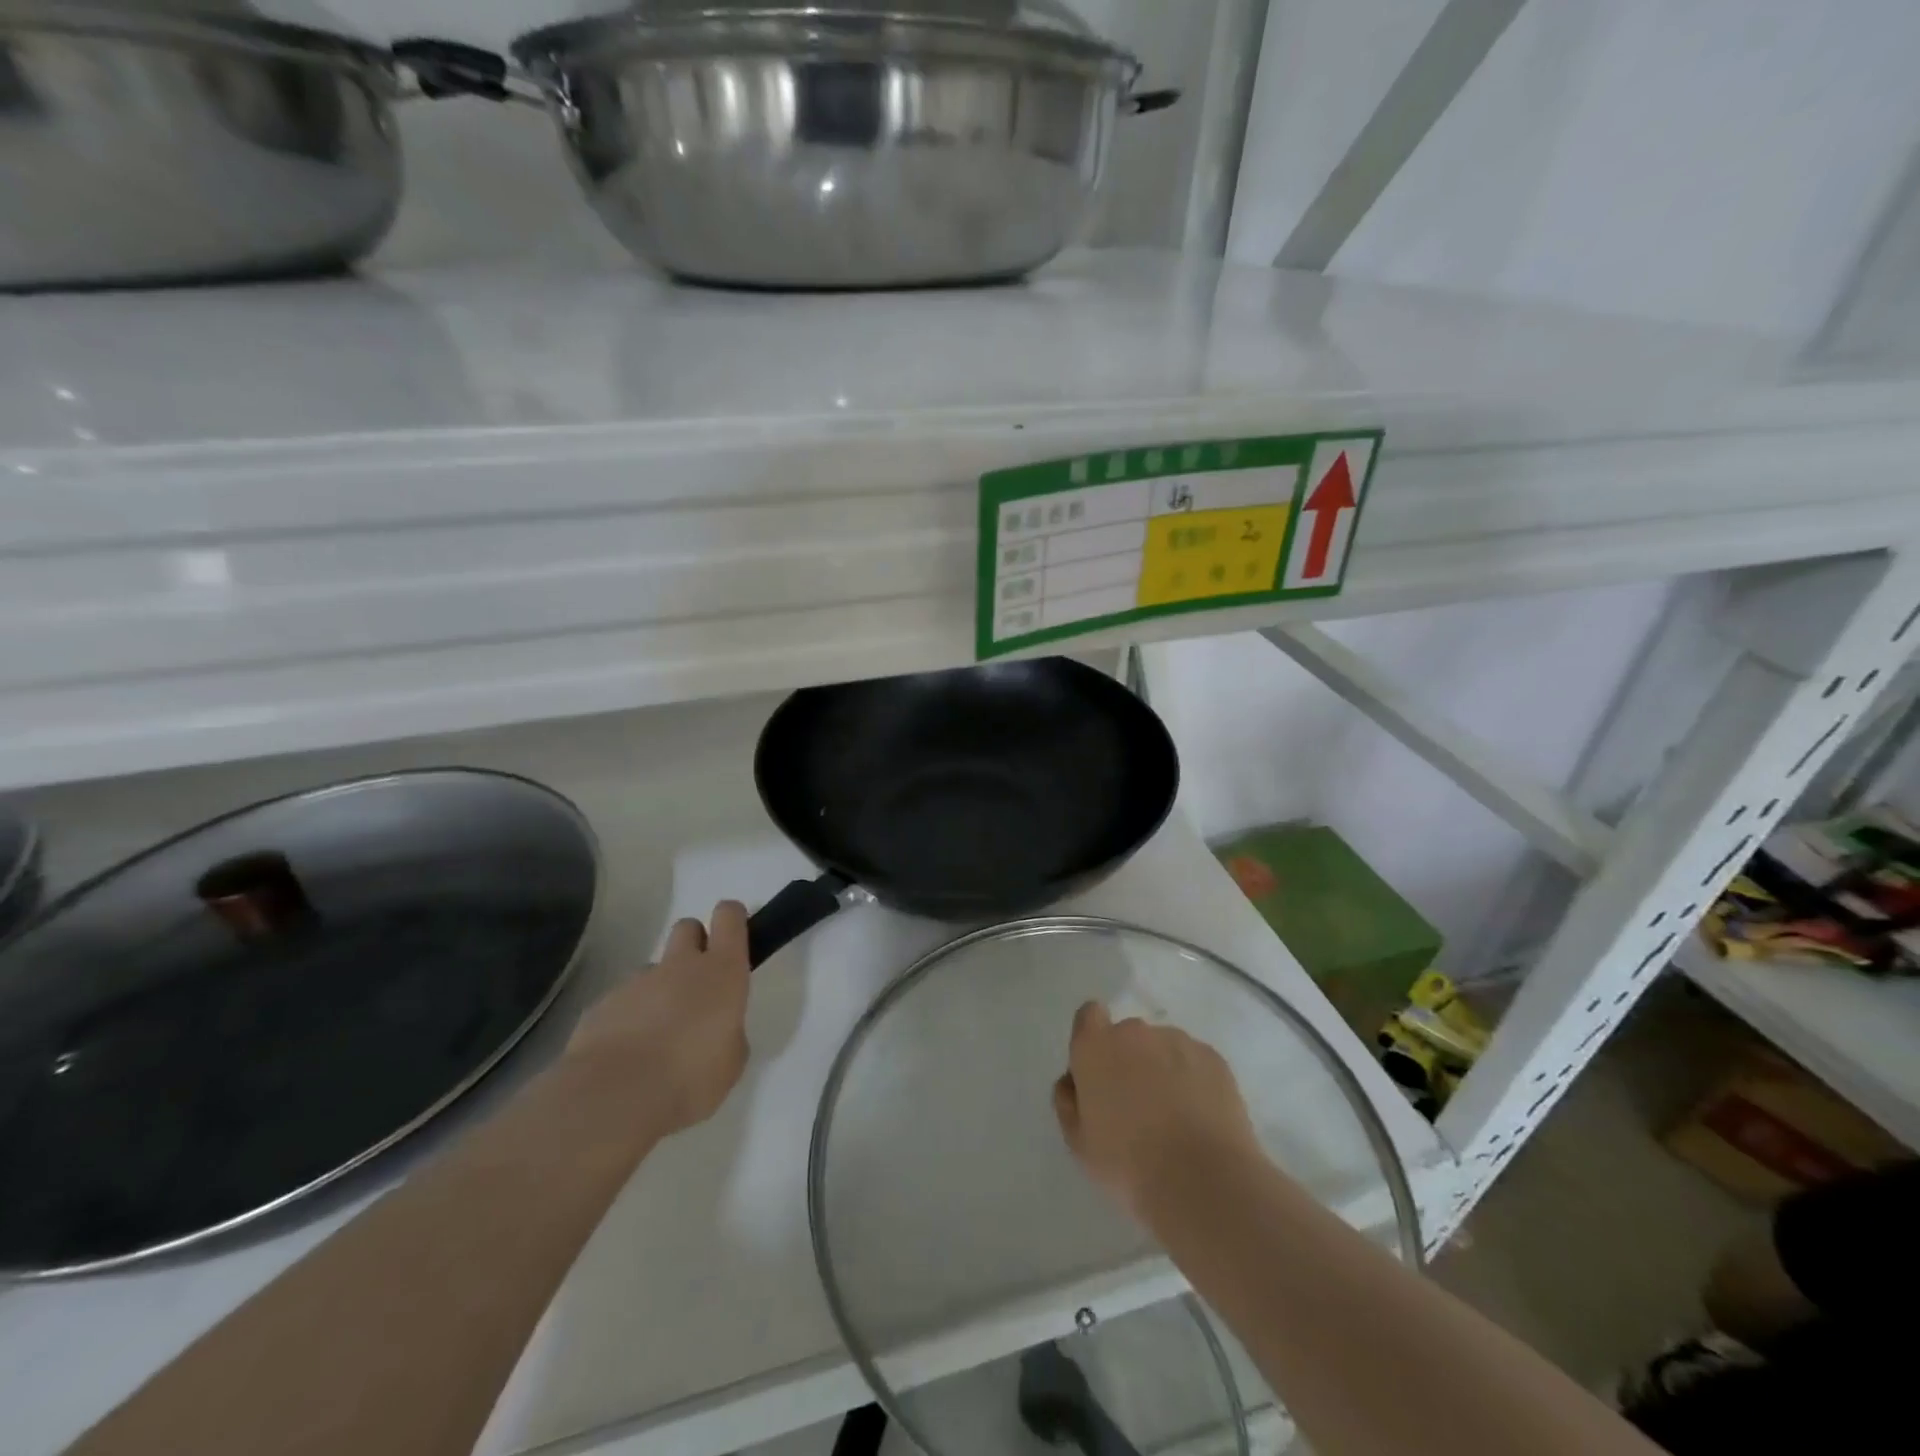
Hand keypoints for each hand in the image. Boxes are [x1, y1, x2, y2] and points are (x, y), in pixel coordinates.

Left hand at [566, 902, 751, 1138]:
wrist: (614, 1097)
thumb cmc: (691, 1077)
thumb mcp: (732, 1061)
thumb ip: (729, 1032)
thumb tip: (716, 1029)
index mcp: (722, 971)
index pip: (729, 916)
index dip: (731, 919)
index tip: (732, 936)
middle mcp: (680, 965)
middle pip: (687, 927)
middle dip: (694, 945)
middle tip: (696, 985)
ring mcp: (636, 982)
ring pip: (653, 970)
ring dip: (658, 990)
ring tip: (656, 1036)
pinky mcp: (601, 1004)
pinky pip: (622, 1001)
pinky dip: (627, 1018)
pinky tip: (626, 1055)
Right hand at [1053, 1002, 1261, 1220]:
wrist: (1203, 1182)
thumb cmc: (1128, 1165)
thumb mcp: (1079, 1143)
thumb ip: (1068, 1102)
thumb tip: (1073, 1082)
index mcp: (1096, 1046)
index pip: (1089, 1016)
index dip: (1094, 1039)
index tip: (1100, 1072)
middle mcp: (1134, 1032)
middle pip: (1128, 1036)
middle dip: (1130, 1061)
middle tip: (1138, 1107)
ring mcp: (1178, 1041)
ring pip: (1163, 1048)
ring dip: (1163, 1070)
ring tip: (1175, 1119)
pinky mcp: (1214, 1058)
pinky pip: (1195, 1062)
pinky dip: (1194, 1081)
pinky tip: (1200, 1119)